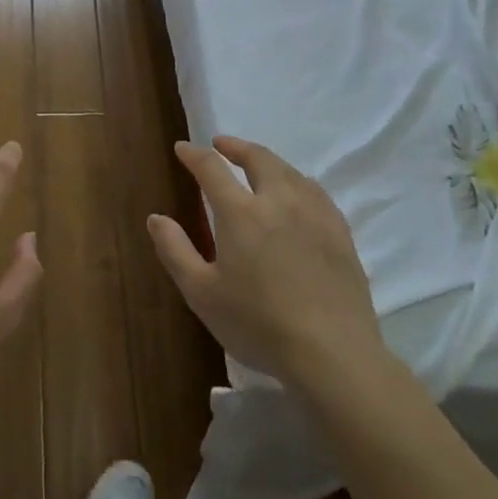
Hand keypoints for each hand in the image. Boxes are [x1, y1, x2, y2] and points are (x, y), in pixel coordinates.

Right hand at [148, 136, 388, 390]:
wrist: (333, 354)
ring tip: (257, 166)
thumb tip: (156, 218)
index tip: (183, 148)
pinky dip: (297, 182)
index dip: (194, 155)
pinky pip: (316, 192)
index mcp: (241, 212)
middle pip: (258, 158)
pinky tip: (296, 195)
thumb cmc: (258, 324)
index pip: (212, 168)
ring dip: (268, 161)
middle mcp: (279, 201)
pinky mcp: (341, 233)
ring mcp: (315, 214)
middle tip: (222, 144)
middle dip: (236, 146)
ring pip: (290, 171)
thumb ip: (175, 251)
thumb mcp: (202, 293)